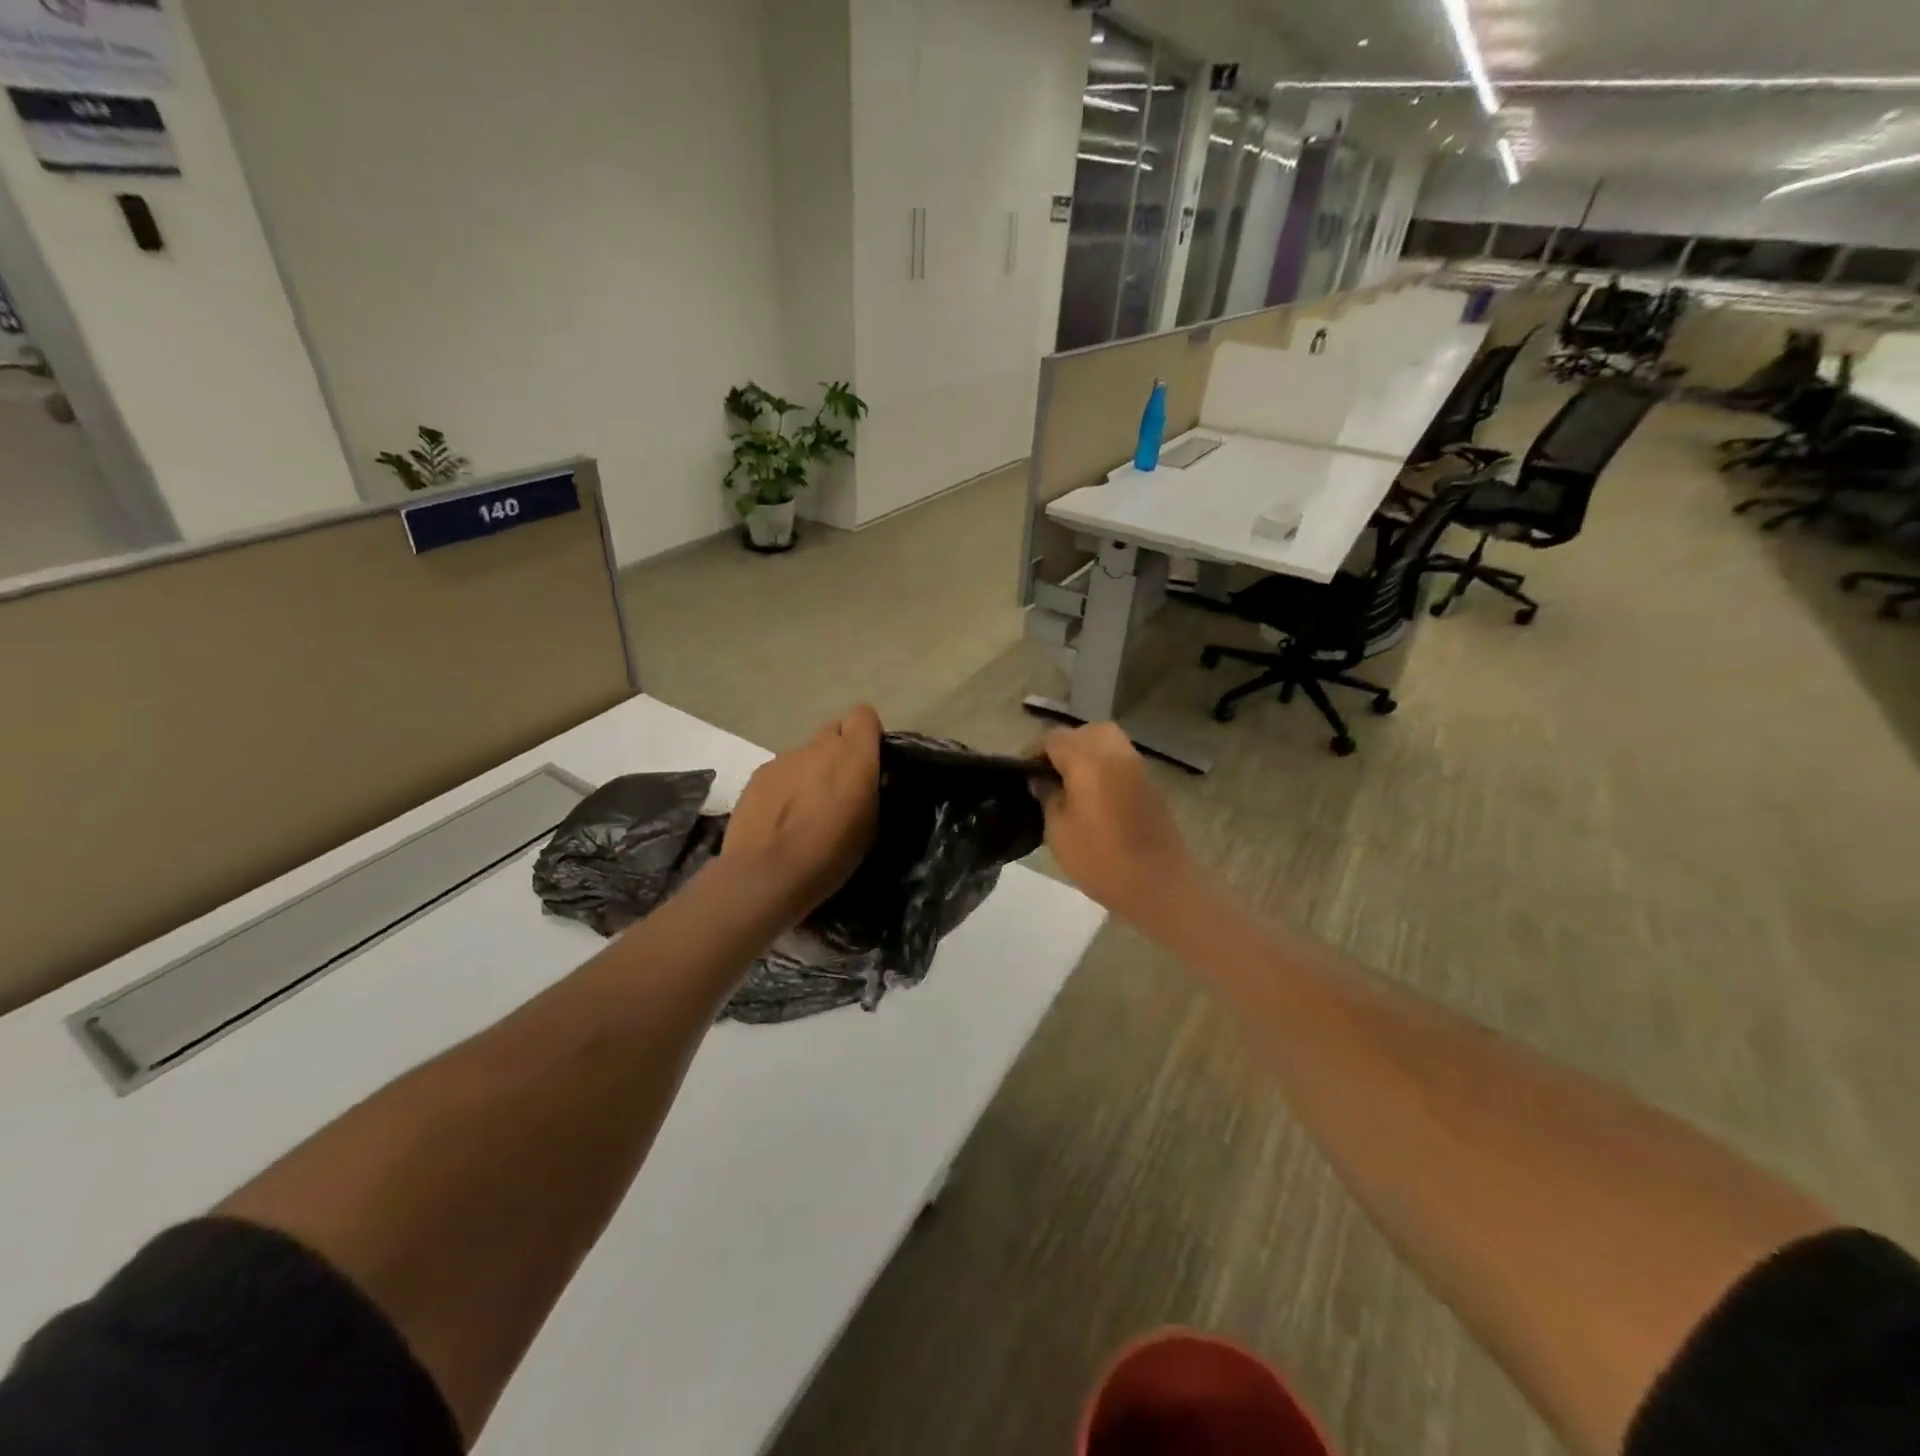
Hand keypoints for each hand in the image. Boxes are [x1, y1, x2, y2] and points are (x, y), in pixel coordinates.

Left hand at [722, 704, 881, 921]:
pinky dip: (783, 788)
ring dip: (809, 774)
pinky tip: (778, 819)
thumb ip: (867, 791)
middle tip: (837, 788)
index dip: (867, 734)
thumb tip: (860, 784)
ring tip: (803, 812)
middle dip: (838, 753)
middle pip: (833, 732)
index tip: (868, 760)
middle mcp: (819, 747)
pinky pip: (780, 772)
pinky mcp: (757, 775)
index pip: (864, 715)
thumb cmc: (831, 854)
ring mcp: (784, 759)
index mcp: (854, 756)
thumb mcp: (869, 827)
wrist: (767, 873)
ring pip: (804, 756)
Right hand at [1034, 723, 1200, 933]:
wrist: (1160, 885)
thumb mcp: (1058, 831)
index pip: (1054, 739)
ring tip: (1070, 784)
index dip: (1034, 752)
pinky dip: (1103, 765)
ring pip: (1105, 741)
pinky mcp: (1149, 782)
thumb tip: (1041, 778)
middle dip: (1063, 747)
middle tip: (1048, 776)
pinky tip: (1093, 794)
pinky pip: (1120, 759)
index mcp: (1088, 761)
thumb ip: (1047, 796)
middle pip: (1083, 732)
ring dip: (1085, 753)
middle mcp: (1114, 753)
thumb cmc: (1101, 860)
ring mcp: (1136, 766)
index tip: (1022, 774)